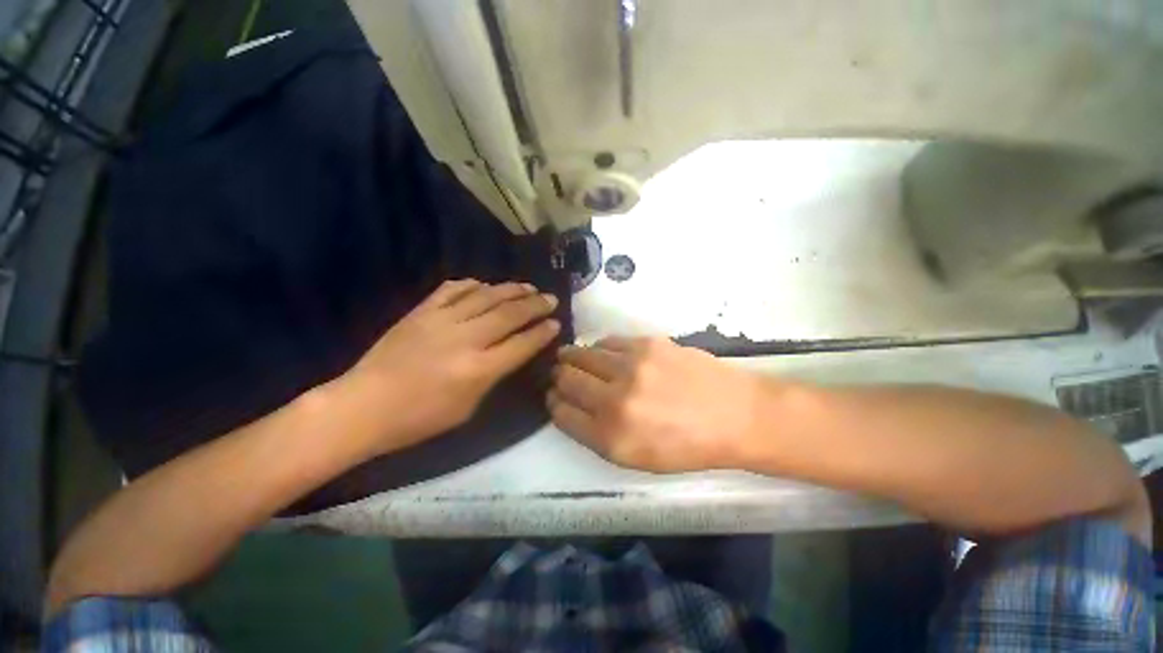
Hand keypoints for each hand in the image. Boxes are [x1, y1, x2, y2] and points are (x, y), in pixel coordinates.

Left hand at [343, 279, 559, 452]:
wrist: (363, 406)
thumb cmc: (419, 419)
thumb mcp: (467, 409)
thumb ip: (493, 377)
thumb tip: (510, 353)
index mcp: (478, 370)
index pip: (522, 344)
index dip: (542, 332)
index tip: (556, 323)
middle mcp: (465, 339)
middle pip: (509, 315)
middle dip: (535, 305)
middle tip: (551, 298)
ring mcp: (441, 320)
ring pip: (486, 296)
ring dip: (511, 290)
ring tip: (528, 287)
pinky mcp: (421, 311)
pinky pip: (452, 289)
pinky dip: (473, 284)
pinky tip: (485, 285)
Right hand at [548, 337, 766, 471]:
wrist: (735, 415)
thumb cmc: (688, 446)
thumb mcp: (638, 458)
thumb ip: (599, 435)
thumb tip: (573, 407)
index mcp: (611, 437)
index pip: (562, 414)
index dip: (554, 403)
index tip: (554, 396)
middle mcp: (615, 400)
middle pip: (567, 380)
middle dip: (558, 377)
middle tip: (559, 374)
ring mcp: (631, 368)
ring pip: (583, 355)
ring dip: (572, 357)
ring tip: (570, 356)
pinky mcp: (646, 344)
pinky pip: (608, 342)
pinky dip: (598, 348)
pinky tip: (601, 352)